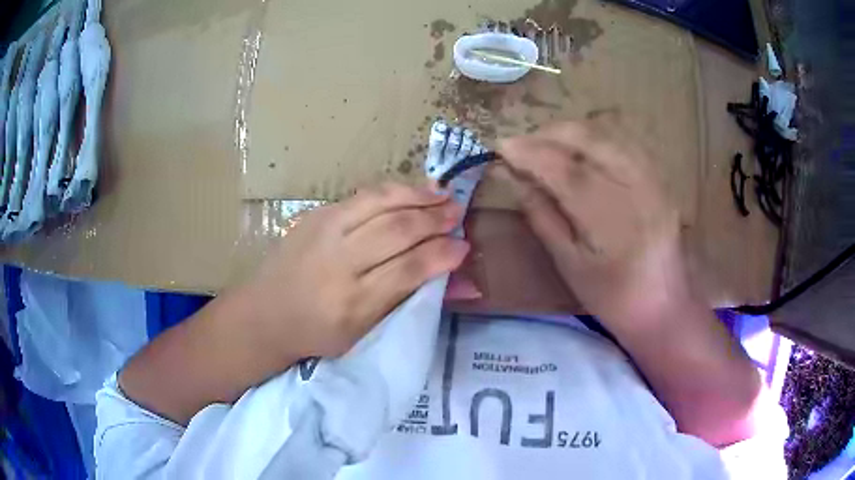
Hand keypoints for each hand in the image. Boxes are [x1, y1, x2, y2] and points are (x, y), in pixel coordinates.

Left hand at [243, 183, 469, 359]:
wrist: (266, 313)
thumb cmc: (319, 333)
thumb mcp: (367, 332)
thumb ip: (415, 302)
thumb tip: (468, 284)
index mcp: (353, 304)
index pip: (408, 270)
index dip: (442, 255)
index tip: (463, 247)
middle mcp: (339, 263)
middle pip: (397, 230)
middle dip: (435, 219)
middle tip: (459, 214)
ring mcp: (324, 232)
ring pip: (381, 203)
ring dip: (418, 196)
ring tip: (443, 195)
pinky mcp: (316, 214)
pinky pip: (364, 196)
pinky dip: (394, 191)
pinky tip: (413, 191)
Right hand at [497, 121, 690, 327]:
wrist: (667, 305)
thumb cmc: (613, 296)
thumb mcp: (570, 265)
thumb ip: (542, 216)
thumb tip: (512, 178)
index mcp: (610, 217)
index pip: (562, 168)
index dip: (529, 152)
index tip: (501, 146)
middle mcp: (635, 185)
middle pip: (588, 137)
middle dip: (548, 132)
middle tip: (522, 144)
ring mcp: (651, 176)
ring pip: (607, 130)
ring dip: (570, 130)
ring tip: (546, 142)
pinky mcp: (660, 175)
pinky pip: (624, 138)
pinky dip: (596, 134)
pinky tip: (582, 147)